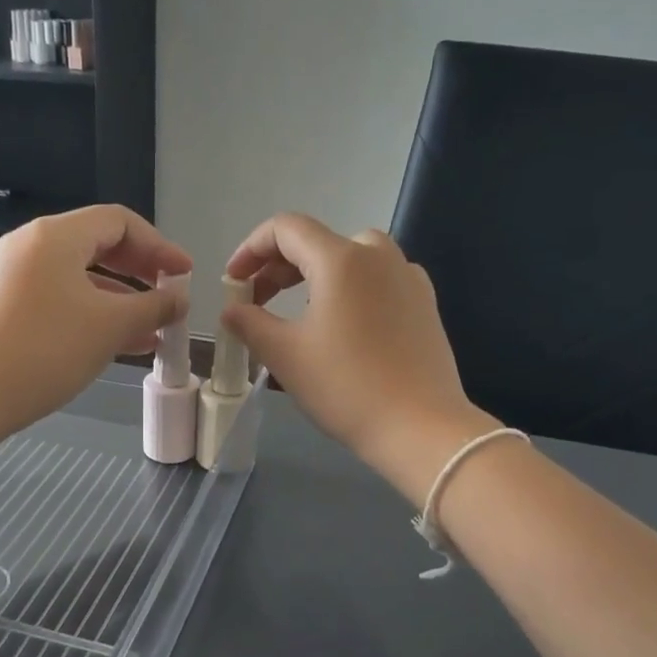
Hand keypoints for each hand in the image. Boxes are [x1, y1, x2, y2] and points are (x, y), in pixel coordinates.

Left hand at [0, 205, 189, 441]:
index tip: (185, 274)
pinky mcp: (11, 306)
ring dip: (123, 298)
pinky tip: (125, 343)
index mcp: (56, 236)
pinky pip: (64, 297)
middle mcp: (33, 245)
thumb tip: (179, 300)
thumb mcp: (111, 326)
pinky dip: (97, 313)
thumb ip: (154, 307)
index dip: (159, 245)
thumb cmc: (48, 350)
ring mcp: (18, 276)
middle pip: (100, 244)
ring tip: (156, 328)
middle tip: (171, 295)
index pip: (119, 222)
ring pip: (83, 276)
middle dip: (142, 271)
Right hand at [225, 213, 493, 505]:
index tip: (233, 281)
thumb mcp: (285, 355)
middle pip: (318, 242)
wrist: (420, 426)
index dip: (251, 249)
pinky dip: (350, 290)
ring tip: (297, 312)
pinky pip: (378, 280)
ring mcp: (407, 277)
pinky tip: (344, 324)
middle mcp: (378, 255)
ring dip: (314, 277)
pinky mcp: (425, 303)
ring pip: (351, 259)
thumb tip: (232, 309)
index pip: (286, 229)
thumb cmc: (346, 387)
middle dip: (279, 268)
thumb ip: (250, 323)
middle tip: (256, 303)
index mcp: (341, 258)